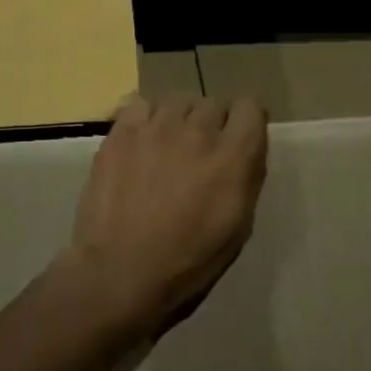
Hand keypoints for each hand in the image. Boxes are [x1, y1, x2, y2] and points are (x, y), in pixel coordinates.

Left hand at [63, 94, 268, 336]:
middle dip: (213, 123)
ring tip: (169, 145)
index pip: (250, 107)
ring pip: (178, 101)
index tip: (239, 139)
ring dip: (180, 119)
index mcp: (233, 156)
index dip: (246, 123)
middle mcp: (198, 131)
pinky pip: (141, 104)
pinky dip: (146, 118)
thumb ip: (246, 178)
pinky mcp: (122, 131)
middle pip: (213, 103)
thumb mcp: (237, 228)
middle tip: (200, 152)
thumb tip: (245, 152)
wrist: (120, 269)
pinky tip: (141, 140)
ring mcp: (157, 126)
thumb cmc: (187, 261)